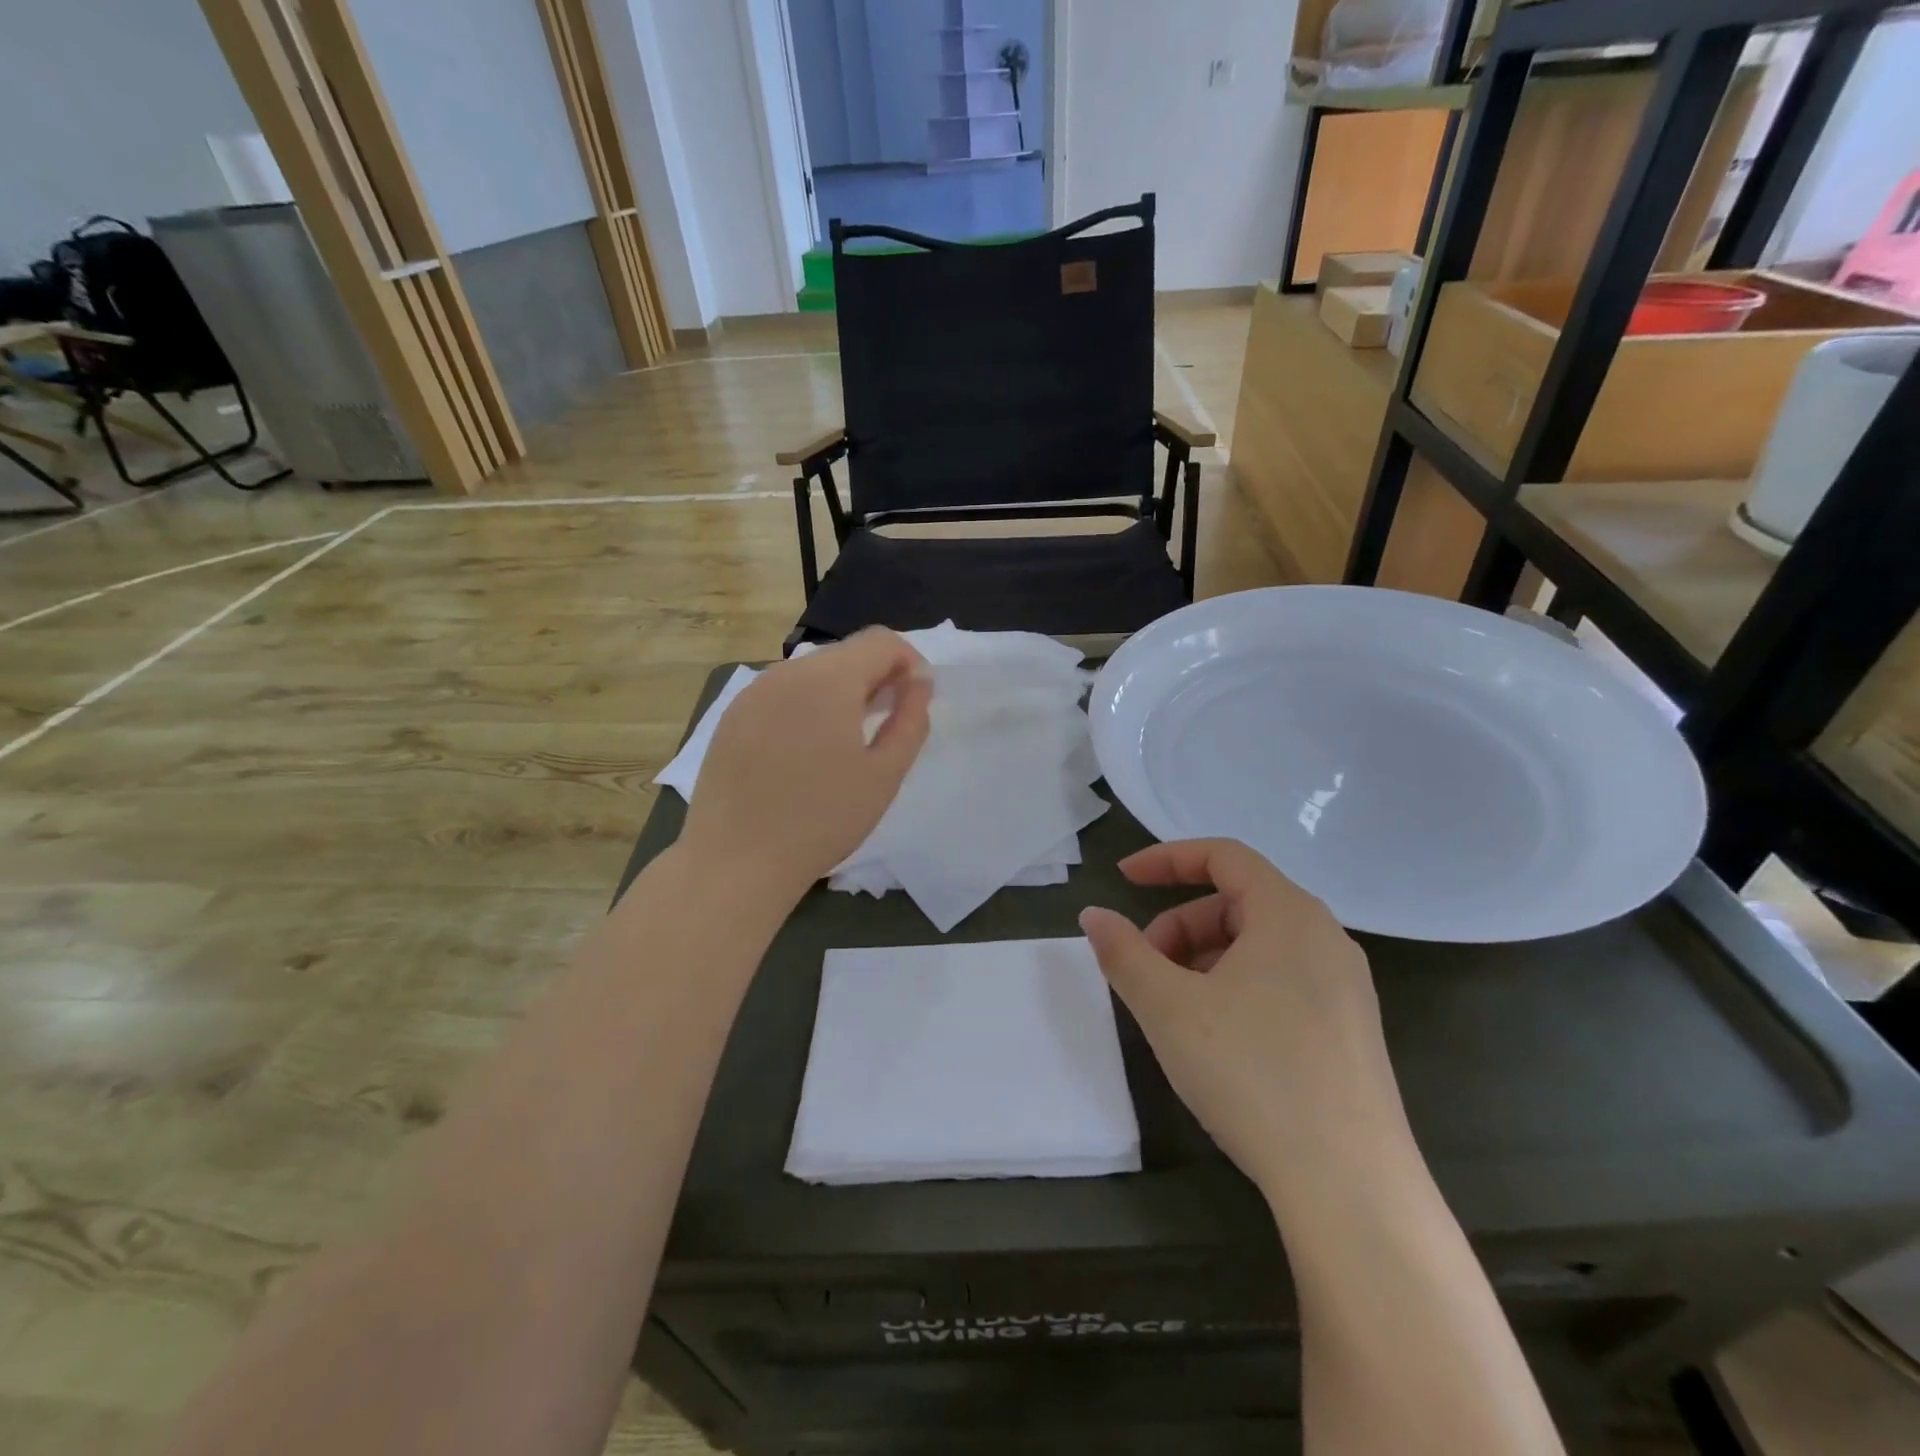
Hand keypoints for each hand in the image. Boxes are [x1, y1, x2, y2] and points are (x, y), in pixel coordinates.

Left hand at [680, 630, 931, 903]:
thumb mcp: (884, 774)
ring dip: (840, 691)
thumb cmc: (822, 819)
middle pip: (845, 654)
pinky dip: (806, 706)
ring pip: (811, 673)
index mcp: (828, 679)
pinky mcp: (732, 716)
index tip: (915, 701)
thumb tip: (919, 681)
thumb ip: (911, 719)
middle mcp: (786, 672)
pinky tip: (806, 751)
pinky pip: (781, 694)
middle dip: (875, 676)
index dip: (908, 663)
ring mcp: (752, 692)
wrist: (736, 861)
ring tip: (848, 740)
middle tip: (888, 723)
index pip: (880, 641)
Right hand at [1079, 840, 1410, 1197]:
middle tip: (1144, 971)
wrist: (1351, 1187)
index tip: (1123, 879)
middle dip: (1180, 926)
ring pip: (1258, 945)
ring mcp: (1345, 985)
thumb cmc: (1253, 1074)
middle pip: (1237, 902)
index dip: (1167, 859)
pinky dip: (1235, 986)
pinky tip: (1217, 1038)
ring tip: (1175, 1010)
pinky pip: (1281, 979)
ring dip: (1204, 959)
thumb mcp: (1168, 1008)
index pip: (1224, 856)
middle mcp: (1325, 937)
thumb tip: (1095, 916)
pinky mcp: (1350, 1029)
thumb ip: (1123, 953)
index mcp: (1289, 914)